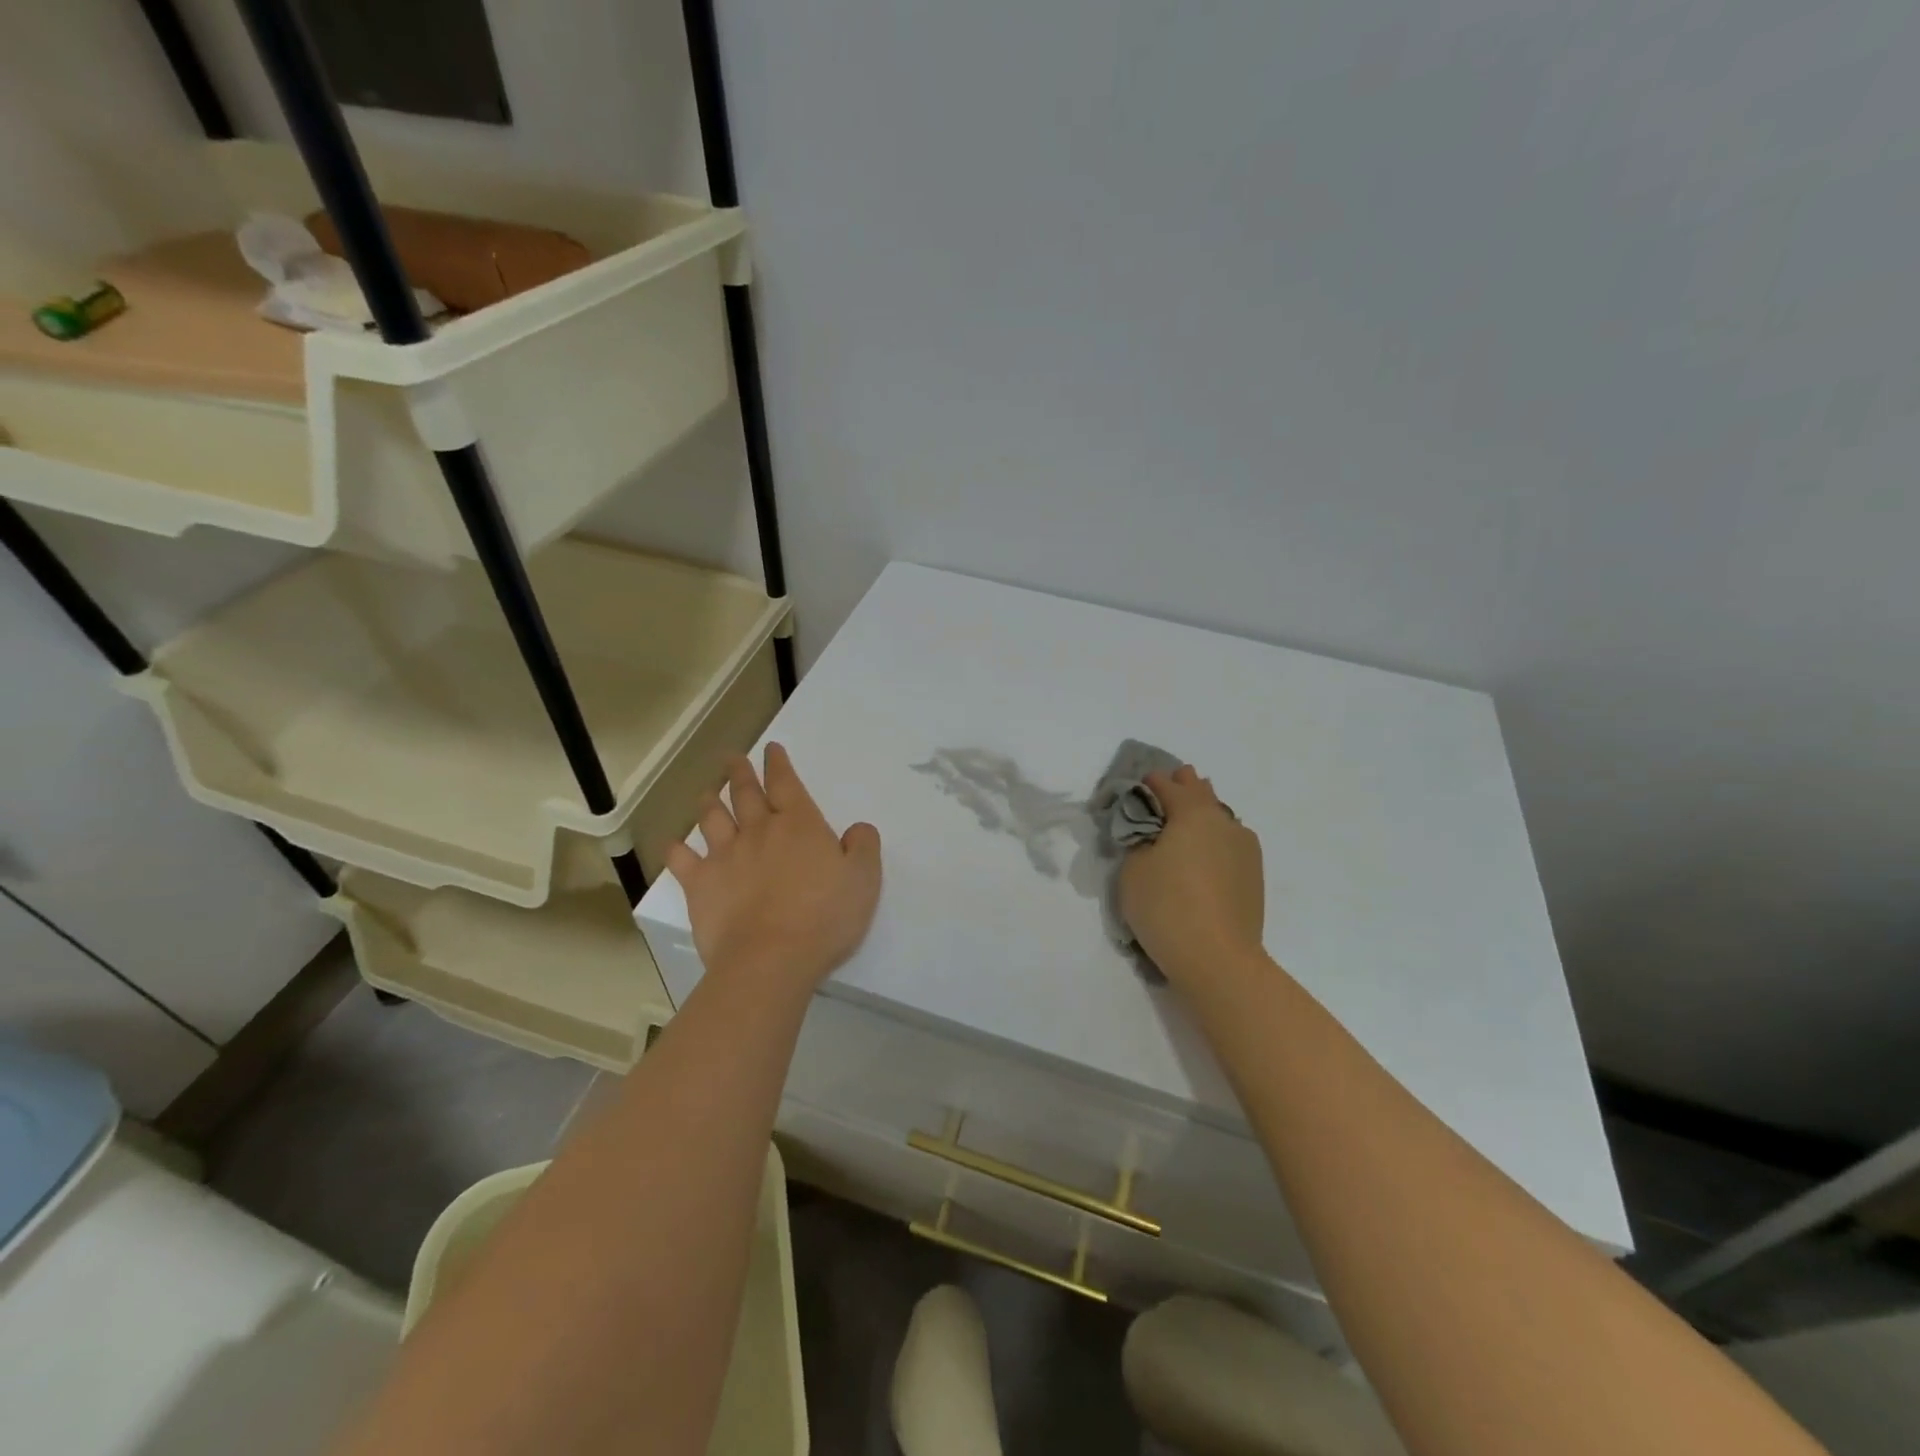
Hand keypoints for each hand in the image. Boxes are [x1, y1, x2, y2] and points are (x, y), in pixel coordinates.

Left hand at [666, 744, 881, 996]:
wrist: (770, 958)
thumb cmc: (824, 917)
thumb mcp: (864, 879)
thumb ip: (863, 846)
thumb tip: (857, 828)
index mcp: (799, 825)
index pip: (786, 783)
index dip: (778, 764)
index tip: (771, 748)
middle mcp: (759, 831)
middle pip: (745, 794)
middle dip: (740, 773)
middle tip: (732, 758)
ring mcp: (725, 856)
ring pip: (712, 819)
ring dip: (709, 802)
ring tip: (707, 792)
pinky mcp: (700, 885)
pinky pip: (683, 860)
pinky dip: (677, 849)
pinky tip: (674, 844)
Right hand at [1120, 765, 1264, 983]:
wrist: (1218, 960)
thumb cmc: (1166, 907)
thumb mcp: (1133, 869)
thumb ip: (1139, 841)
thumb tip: (1153, 835)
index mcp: (1193, 812)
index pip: (1167, 785)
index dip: (1149, 784)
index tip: (1136, 787)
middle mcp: (1224, 821)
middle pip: (1201, 792)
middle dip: (1181, 789)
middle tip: (1162, 796)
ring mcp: (1245, 849)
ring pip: (1219, 818)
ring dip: (1200, 816)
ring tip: (1183, 828)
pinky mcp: (1253, 875)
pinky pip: (1229, 843)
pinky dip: (1213, 841)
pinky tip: (1203, 856)